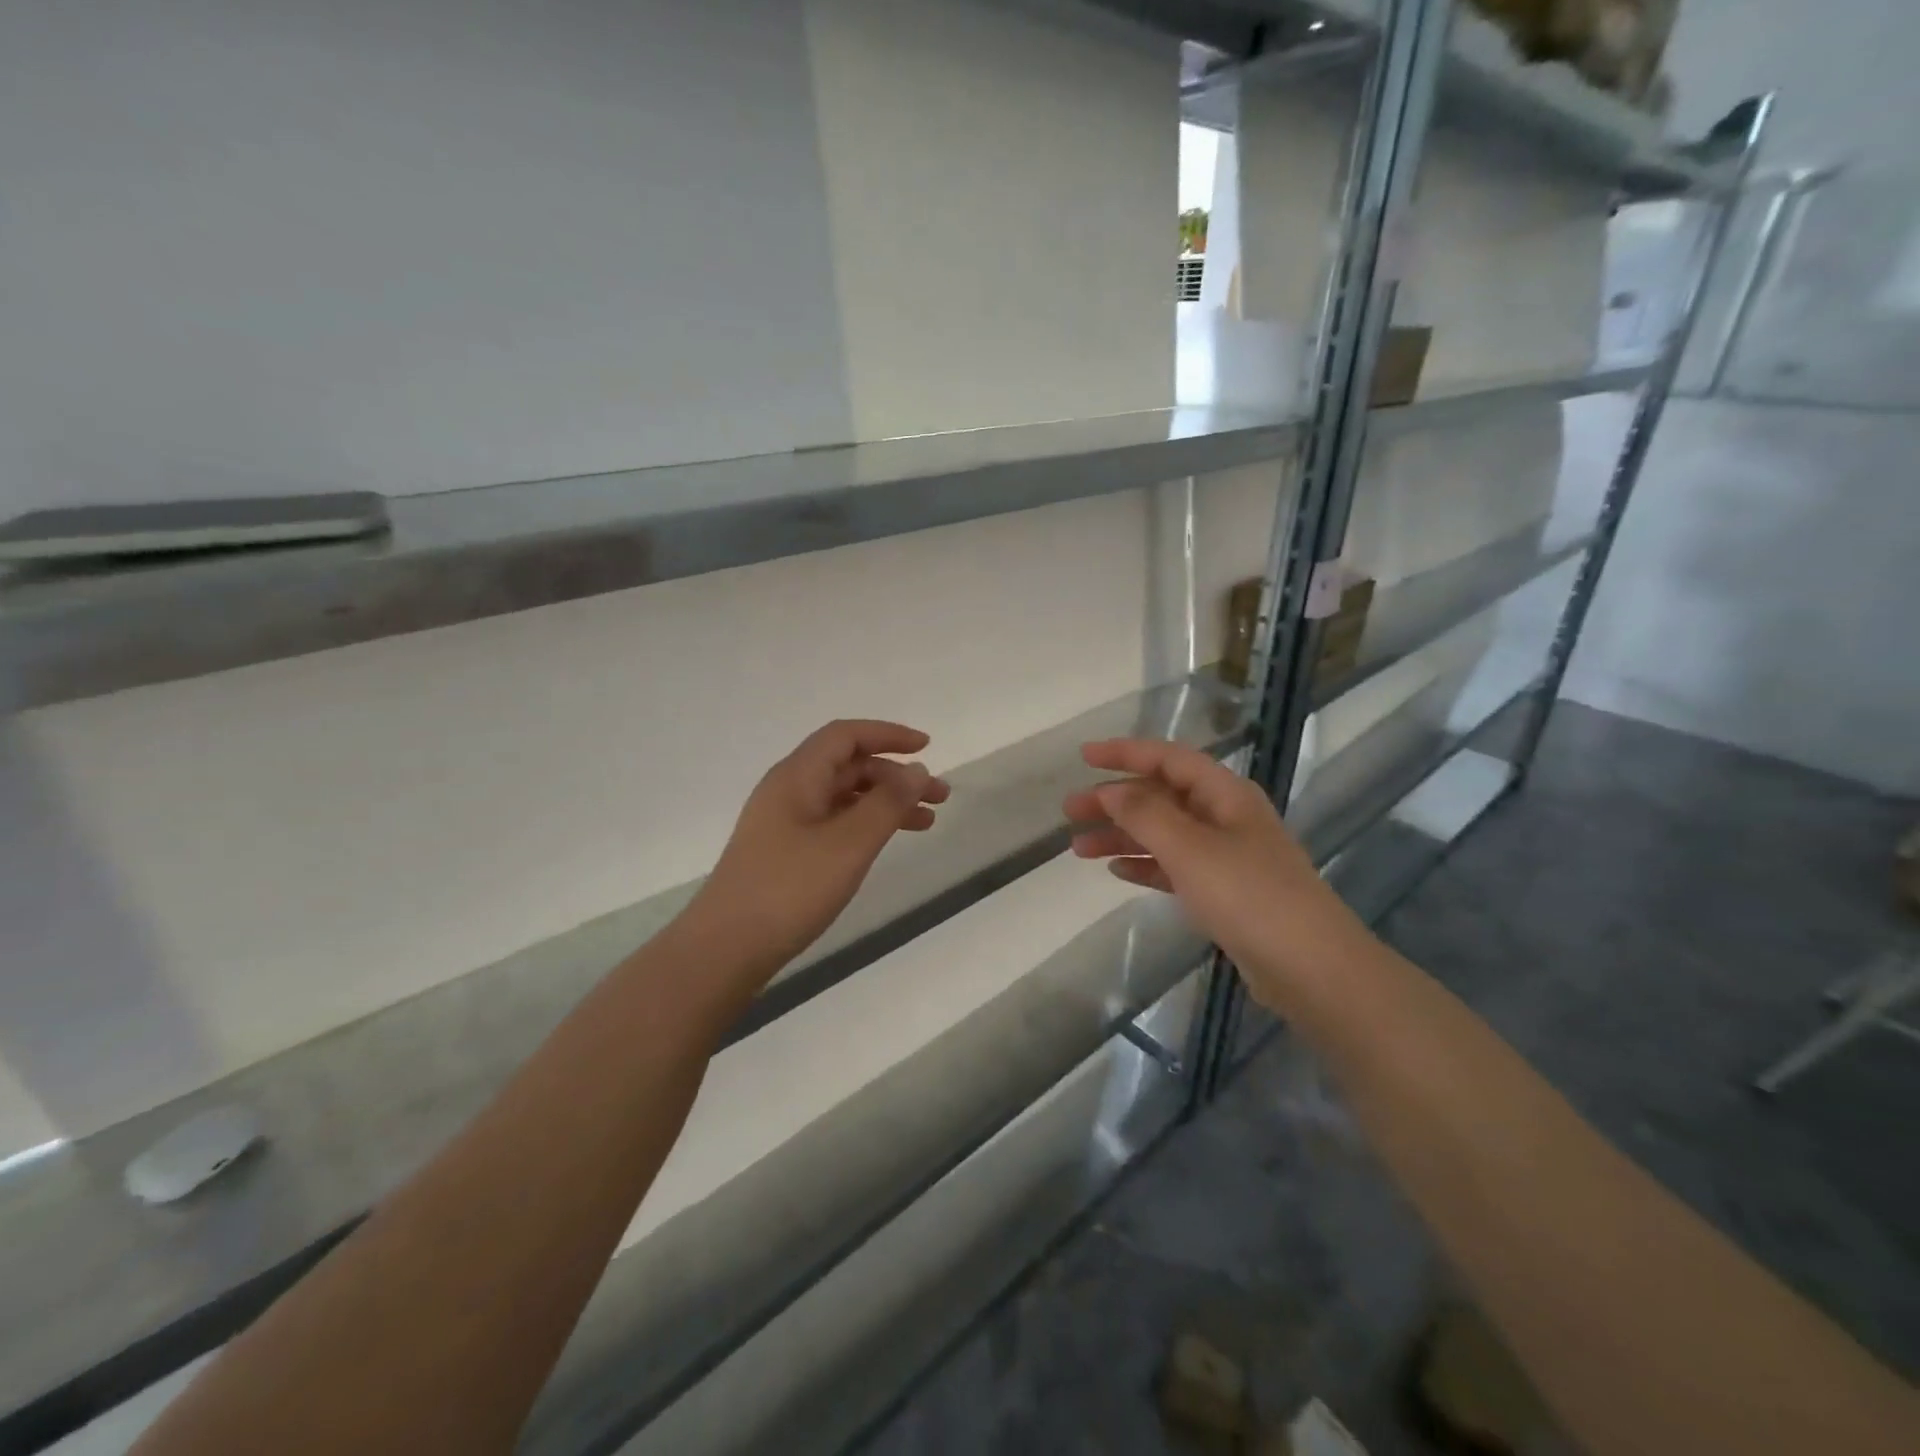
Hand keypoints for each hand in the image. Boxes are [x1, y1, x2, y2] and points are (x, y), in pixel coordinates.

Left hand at [685, 720, 949, 979]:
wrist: (726, 948)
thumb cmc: (790, 889)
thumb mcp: (849, 844)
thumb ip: (887, 803)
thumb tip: (916, 769)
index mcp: (797, 776)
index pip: (846, 736)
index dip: (888, 735)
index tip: (927, 747)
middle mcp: (789, 790)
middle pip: (848, 766)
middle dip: (895, 775)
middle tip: (939, 796)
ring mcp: (784, 823)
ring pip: (844, 797)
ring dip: (885, 802)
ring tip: (927, 822)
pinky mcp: (784, 852)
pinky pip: (834, 822)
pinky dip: (865, 825)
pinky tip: (885, 843)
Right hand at [1063, 739, 1357, 1001]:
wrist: (1310, 968)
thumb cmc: (1249, 896)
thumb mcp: (1190, 848)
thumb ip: (1145, 814)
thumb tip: (1111, 790)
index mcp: (1224, 794)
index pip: (1168, 759)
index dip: (1125, 753)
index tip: (1083, 757)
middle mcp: (1224, 817)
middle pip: (1160, 796)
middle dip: (1114, 800)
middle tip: (1070, 811)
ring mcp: (1225, 855)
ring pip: (1162, 833)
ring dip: (1122, 835)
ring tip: (1079, 848)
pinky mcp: (1223, 891)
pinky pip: (1173, 866)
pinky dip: (1144, 864)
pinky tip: (1116, 870)